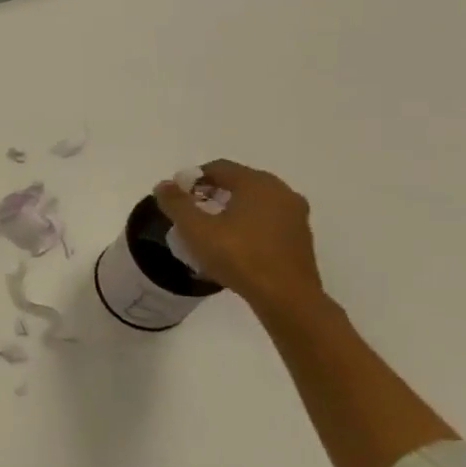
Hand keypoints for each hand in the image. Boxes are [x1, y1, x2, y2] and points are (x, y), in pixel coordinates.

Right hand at [155, 159, 325, 313]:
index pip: (218, 168)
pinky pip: (268, 222)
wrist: (287, 298)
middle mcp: (281, 191)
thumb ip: (176, 203)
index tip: (177, 199)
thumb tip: (163, 185)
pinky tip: (234, 248)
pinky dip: (249, 227)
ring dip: (230, 212)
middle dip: (211, 195)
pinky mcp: (302, 238)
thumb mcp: (196, 229)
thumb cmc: (239, 257)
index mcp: (257, 183)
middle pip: (238, 183)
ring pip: (255, 204)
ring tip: (211, 234)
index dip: (193, 179)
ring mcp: (296, 215)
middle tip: (191, 215)